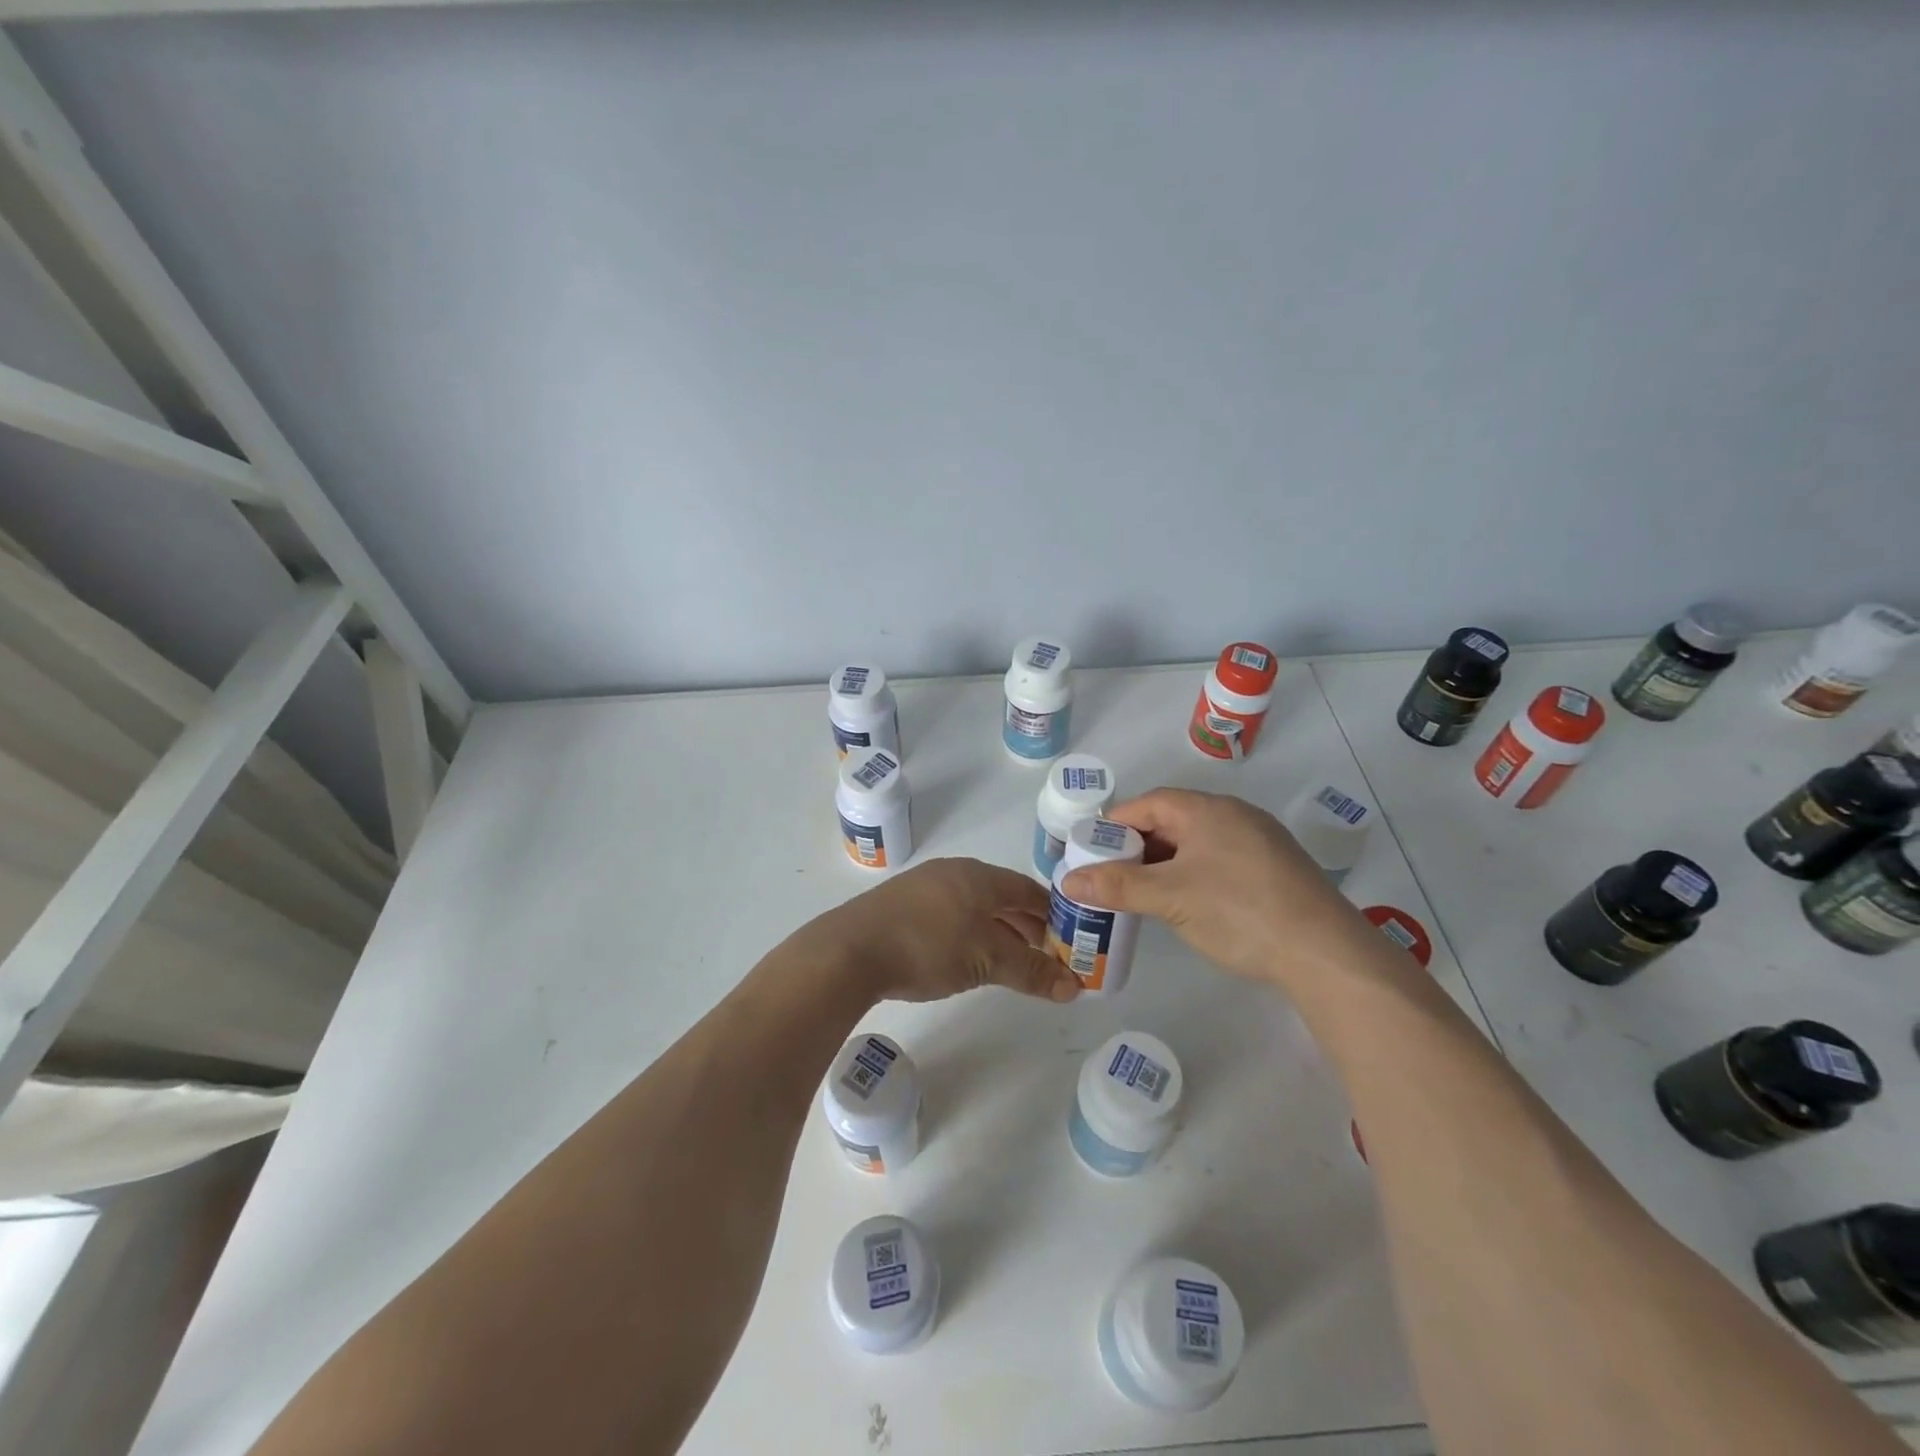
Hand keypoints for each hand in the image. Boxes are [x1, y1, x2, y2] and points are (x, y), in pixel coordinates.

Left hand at [796, 858, 1081, 1004]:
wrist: (850, 950)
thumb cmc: (928, 947)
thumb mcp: (987, 961)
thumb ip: (1031, 972)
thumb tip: (1075, 987)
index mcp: (979, 876)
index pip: (1028, 890)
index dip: (1052, 914)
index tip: (1069, 939)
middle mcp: (954, 872)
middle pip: (1001, 896)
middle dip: (1026, 925)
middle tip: (1044, 955)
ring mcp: (924, 885)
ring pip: (974, 905)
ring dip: (997, 930)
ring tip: (1008, 959)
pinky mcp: (901, 904)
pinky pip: (949, 912)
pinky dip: (968, 931)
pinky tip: (964, 954)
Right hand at [1061, 788, 1361, 986]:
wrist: (1326, 953)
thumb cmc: (1238, 911)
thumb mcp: (1169, 898)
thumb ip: (1117, 886)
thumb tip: (1068, 879)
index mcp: (1206, 809)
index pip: (1147, 804)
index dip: (1114, 826)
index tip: (1091, 854)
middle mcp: (1233, 814)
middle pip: (1171, 821)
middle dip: (1137, 848)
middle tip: (1112, 878)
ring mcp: (1258, 841)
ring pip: (1196, 843)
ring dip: (1165, 864)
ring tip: (1142, 894)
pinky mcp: (1274, 868)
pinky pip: (1219, 860)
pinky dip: (1193, 874)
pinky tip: (1187, 904)